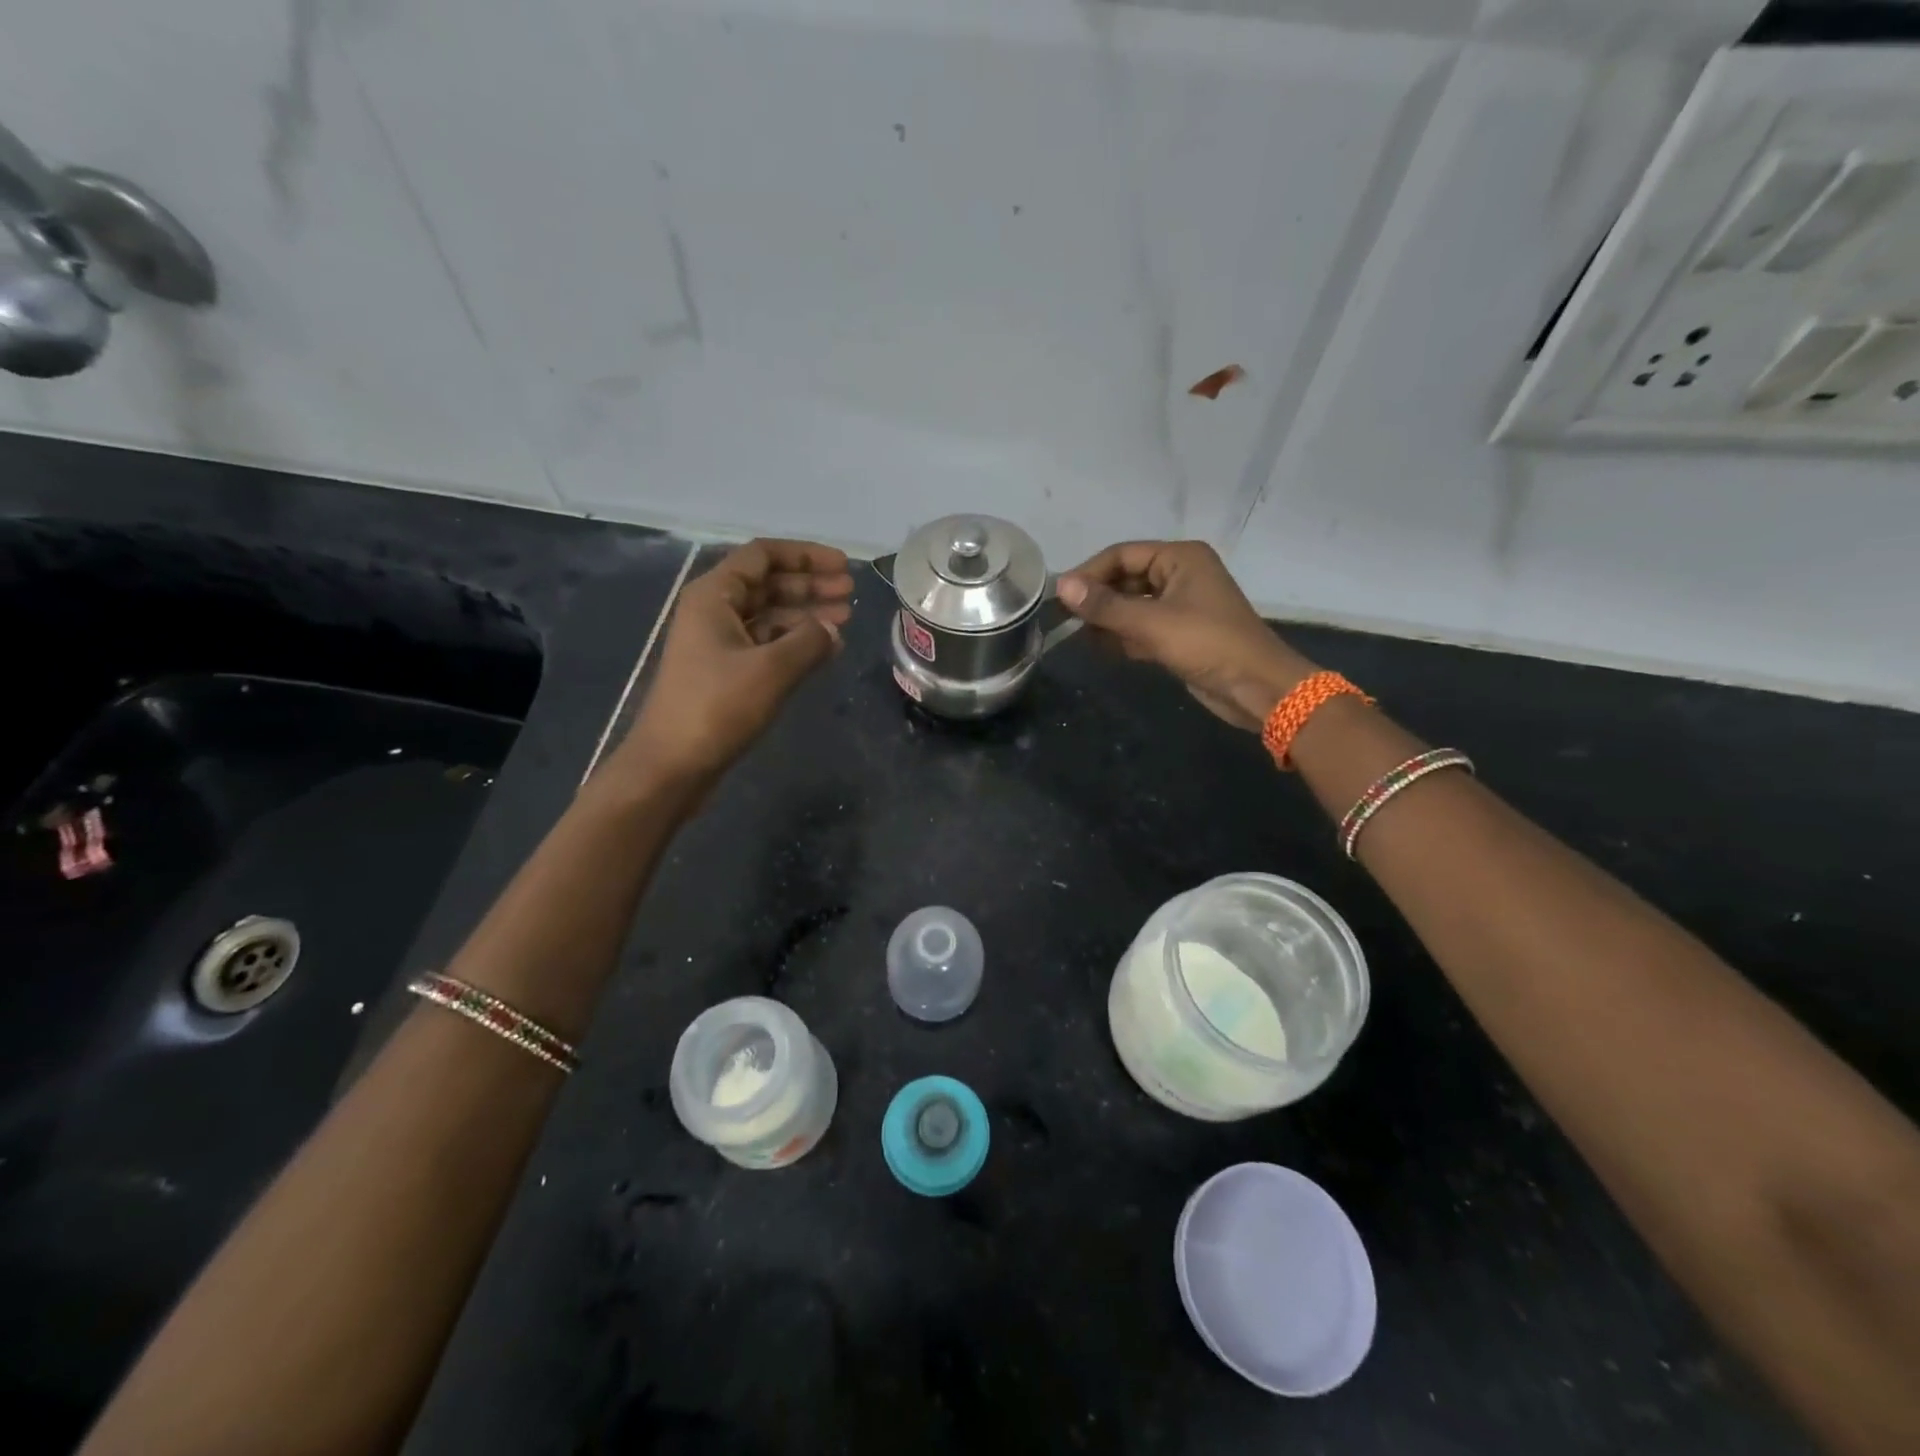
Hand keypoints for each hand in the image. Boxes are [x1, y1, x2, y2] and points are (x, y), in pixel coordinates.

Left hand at [610, 539, 853, 790]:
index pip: (763, 555)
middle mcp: (714, 611)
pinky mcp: (725, 672)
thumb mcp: (771, 669)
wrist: (672, 765)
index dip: (806, 555)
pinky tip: (824, 651)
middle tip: (851, 594)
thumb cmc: (717, 708)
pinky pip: (766, 644)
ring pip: (769, 615)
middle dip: (810, 584)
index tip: (843, 566)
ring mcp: (718, 643)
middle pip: (768, 584)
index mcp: (714, 596)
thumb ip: (809, 641)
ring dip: (806, 614)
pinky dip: (795, 643)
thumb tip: (832, 629)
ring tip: (845, 620)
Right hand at [1056, 541, 1313, 729]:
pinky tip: (1099, 650)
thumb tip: (1062, 586)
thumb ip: (1105, 606)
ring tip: (1077, 637)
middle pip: (1125, 578)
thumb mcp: (1152, 623)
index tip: (1059, 596)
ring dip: (1106, 620)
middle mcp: (1180, 574)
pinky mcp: (1179, 634)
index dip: (1089, 573)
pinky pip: (1142, 628)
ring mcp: (1181, 606)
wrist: (1256, 687)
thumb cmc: (1208, 644)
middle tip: (1063, 619)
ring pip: (1132, 605)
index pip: (1122, 554)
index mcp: (1180, 558)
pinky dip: (1122, 637)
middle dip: (1097, 599)